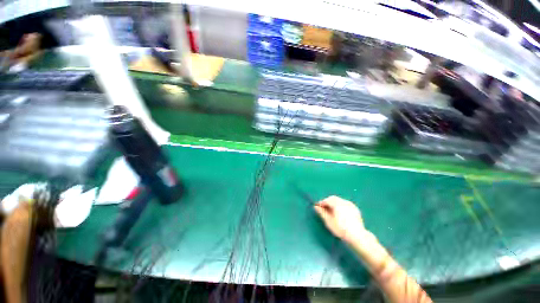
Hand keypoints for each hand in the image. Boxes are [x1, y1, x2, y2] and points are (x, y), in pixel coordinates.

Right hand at [314, 196, 366, 241]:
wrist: (358, 236)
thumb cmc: (341, 229)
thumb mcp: (329, 221)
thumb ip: (322, 212)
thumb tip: (316, 206)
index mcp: (337, 203)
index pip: (327, 200)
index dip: (321, 203)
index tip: (318, 208)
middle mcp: (344, 201)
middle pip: (333, 198)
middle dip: (328, 202)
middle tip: (325, 209)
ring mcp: (350, 204)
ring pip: (339, 200)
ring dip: (334, 203)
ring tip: (332, 211)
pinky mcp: (355, 209)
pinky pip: (345, 204)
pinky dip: (341, 206)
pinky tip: (340, 213)